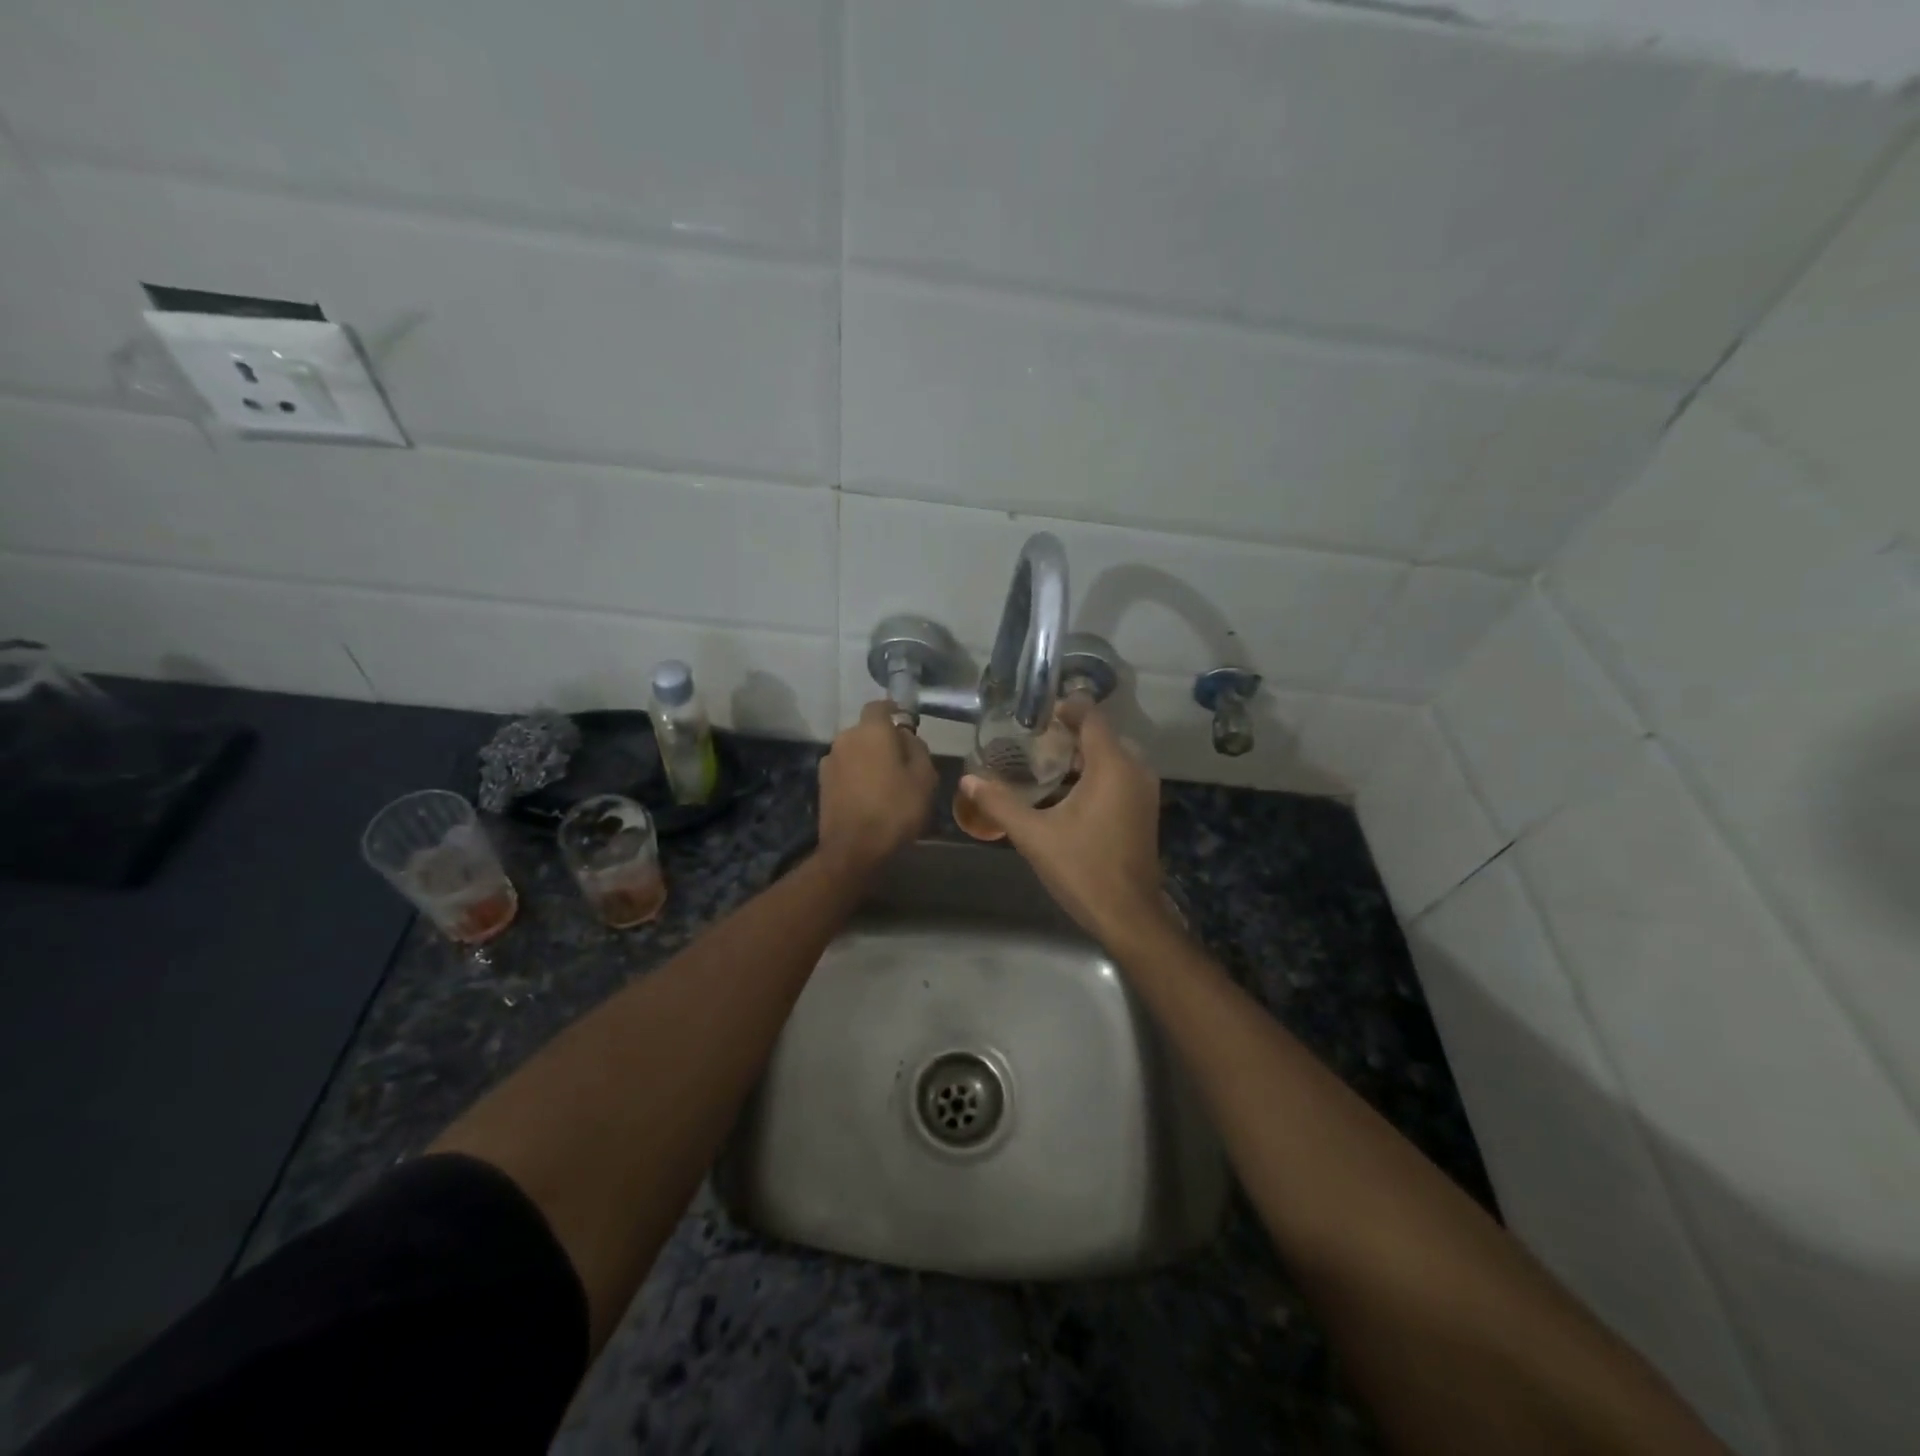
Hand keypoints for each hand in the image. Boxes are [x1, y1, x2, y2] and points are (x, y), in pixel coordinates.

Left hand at [817, 701, 937, 873]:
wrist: (854, 849)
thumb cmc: (896, 808)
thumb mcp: (924, 777)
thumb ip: (917, 748)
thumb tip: (906, 736)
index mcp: (871, 731)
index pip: (880, 706)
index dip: (894, 711)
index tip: (905, 722)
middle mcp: (845, 738)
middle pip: (867, 730)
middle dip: (883, 740)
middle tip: (902, 760)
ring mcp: (829, 761)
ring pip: (855, 751)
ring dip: (868, 759)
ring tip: (885, 782)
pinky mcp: (822, 784)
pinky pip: (845, 770)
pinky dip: (857, 776)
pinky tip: (869, 796)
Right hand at [960, 705, 1174, 948]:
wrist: (1128, 914)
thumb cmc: (1082, 869)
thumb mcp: (1034, 835)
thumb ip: (1000, 803)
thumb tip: (967, 780)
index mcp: (1112, 766)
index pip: (1092, 717)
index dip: (1066, 707)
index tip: (1035, 713)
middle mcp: (1135, 770)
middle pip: (1102, 734)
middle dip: (1069, 732)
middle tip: (1032, 739)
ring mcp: (1144, 791)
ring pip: (1112, 756)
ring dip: (1081, 754)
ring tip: (1043, 762)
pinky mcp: (1143, 809)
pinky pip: (1120, 775)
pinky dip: (1095, 773)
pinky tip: (1065, 791)